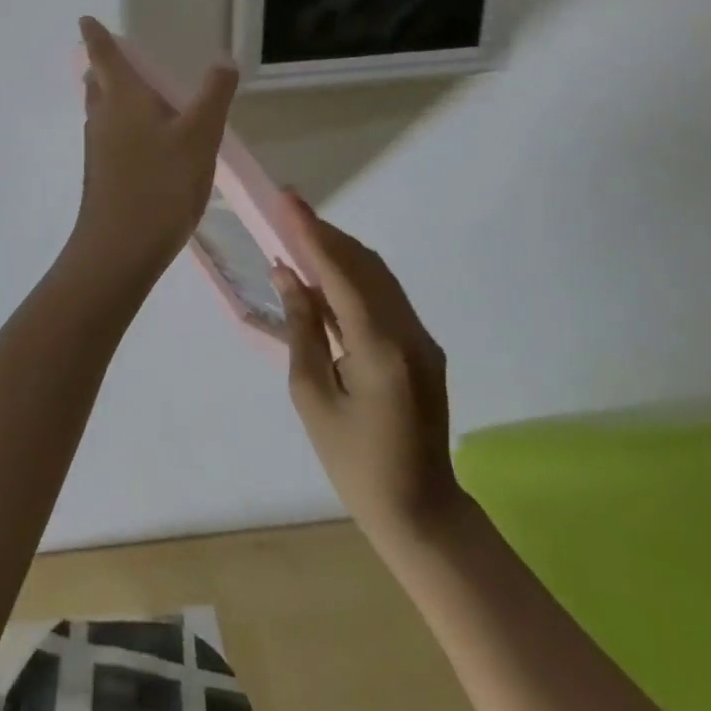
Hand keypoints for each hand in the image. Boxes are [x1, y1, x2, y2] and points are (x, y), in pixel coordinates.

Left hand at [69, 17, 237, 285]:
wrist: (120, 248)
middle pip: (97, 82)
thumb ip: (213, 96)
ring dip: (111, 97)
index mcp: (121, 97)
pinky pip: (109, 137)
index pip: (103, 54)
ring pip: (101, 111)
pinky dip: (121, 126)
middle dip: (103, 67)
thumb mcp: (199, 136)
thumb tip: (222, 61)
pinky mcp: (102, 175)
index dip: (95, 35)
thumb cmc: (160, 183)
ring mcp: (98, 148)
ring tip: (137, 95)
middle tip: (117, 57)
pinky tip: (145, 143)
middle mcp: (102, 117)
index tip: (86, 19)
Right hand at [274, 194, 462, 544]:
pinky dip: (354, 276)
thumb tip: (287, 275)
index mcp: (379, 347)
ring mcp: (422, 338)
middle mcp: (408, 332)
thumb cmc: (355, 462)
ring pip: (378, 275)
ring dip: (340, 251)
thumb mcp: (313, 397)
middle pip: (364, 264)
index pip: (340, 272)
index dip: (310, 232)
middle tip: (287, 210)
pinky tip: (326, 276)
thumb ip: (302, 328)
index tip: (287, 199)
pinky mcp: (424, 347)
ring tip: (300, 235)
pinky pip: (386, 296)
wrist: (421, 511)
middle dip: (324, 233)